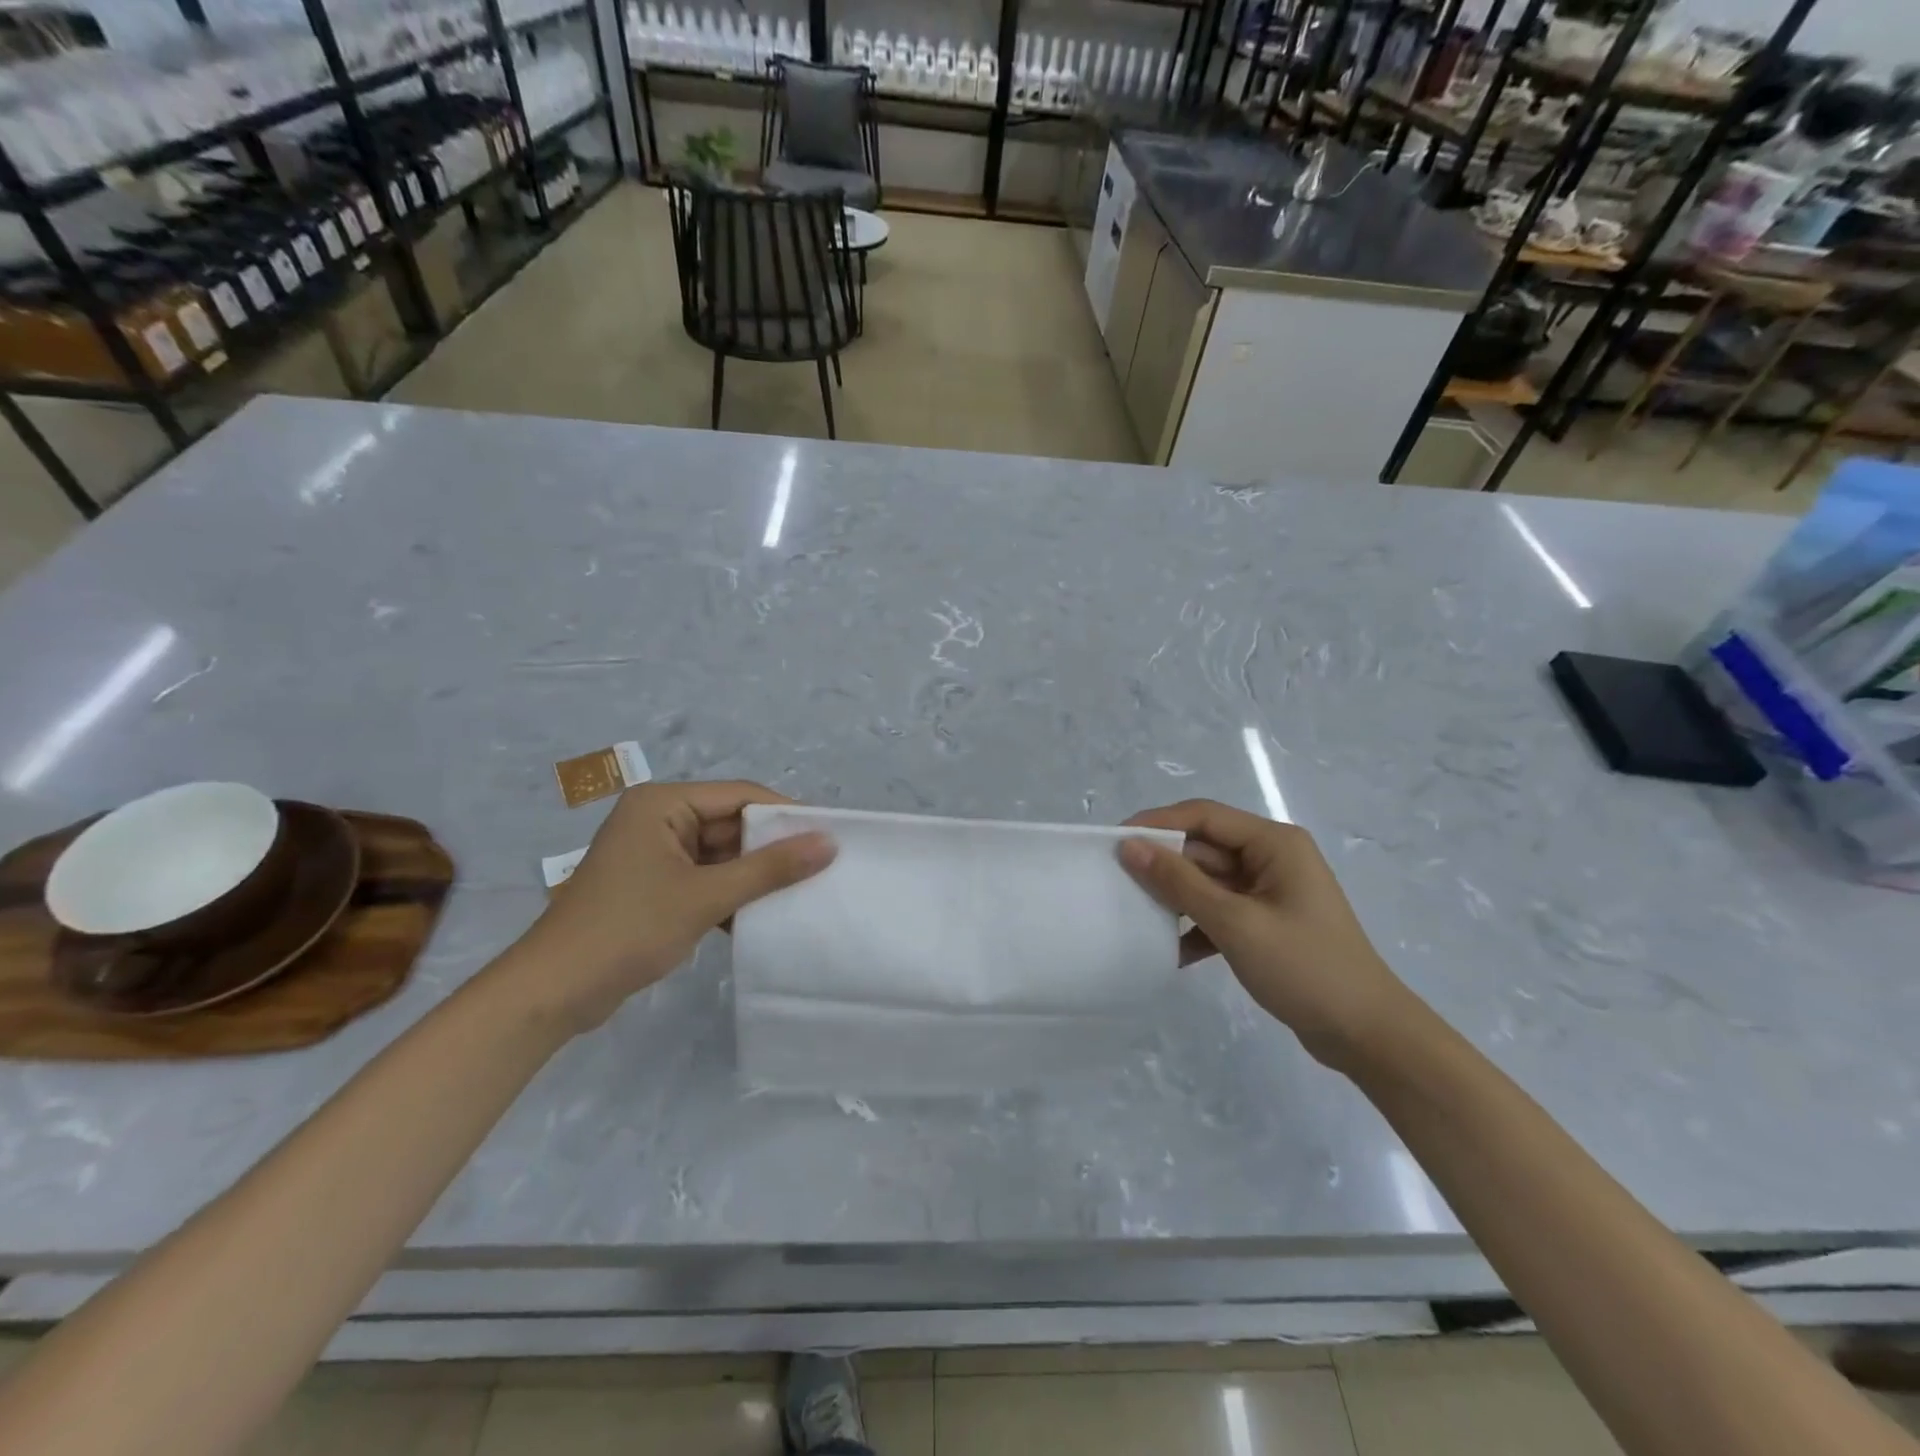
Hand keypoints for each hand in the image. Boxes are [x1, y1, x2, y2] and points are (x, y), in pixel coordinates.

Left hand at [518, 781, 834, 1031]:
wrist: (553, 993)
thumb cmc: (628, 930)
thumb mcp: (706, 896)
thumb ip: (769, 868)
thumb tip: (828, 844)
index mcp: (663, 803)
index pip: (740, 795)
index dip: (785, 814)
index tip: (828, 836)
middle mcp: (659, 819)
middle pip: (732, 824)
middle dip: (771, 849)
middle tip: (821, 868)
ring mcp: (655, 854)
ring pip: (722, 855)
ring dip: (754, 876)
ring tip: (802, 892)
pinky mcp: (655, 886)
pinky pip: (706, 879)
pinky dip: (731, 895)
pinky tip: (763, 916)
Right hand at [1119, 800, 1411, 1070]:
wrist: (1366, 1035)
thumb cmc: (1304, 968)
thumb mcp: (1235, 923)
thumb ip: (1179, 882)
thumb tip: (1130, 846)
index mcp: (1274, 844)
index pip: (1203, 816)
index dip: (1157, 823)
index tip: (1114, 841)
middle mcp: (1271, 858)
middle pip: (1204, 848)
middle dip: (1163, 864)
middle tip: (1116, 881)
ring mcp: (1269, 892)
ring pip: (1208, 881)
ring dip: (1176, 898)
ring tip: (1135, 914)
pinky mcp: (1265, 923)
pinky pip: (1219, 911)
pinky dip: (1195, 927)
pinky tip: (1169, 951)